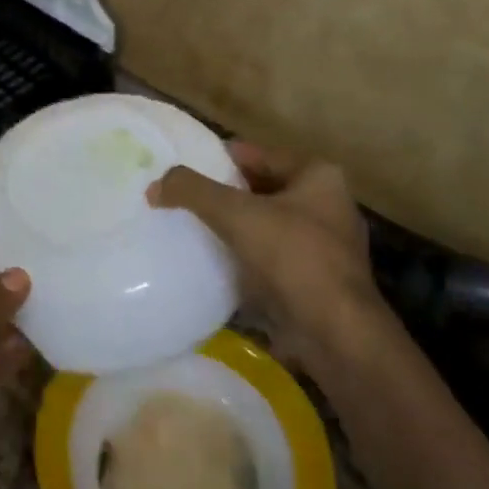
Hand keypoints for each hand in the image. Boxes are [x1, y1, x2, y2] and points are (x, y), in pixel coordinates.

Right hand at [149, 141, 377, 338]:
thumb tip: (155, 186)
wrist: (334, 334)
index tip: (183, 167)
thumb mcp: (235, 213)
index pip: (257, 154)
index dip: (218, 158)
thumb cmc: (292, 257)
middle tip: (181, 198)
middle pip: (260, 189)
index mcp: (318, 176)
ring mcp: (324, 247)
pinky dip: (244, 258)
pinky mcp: (314, 282)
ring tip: (190, 228)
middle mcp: (327, 206)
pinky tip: (213, 263)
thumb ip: (192, 191)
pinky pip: (269, 258)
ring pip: (264, 226)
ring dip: (233, 228)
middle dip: (224, 194)